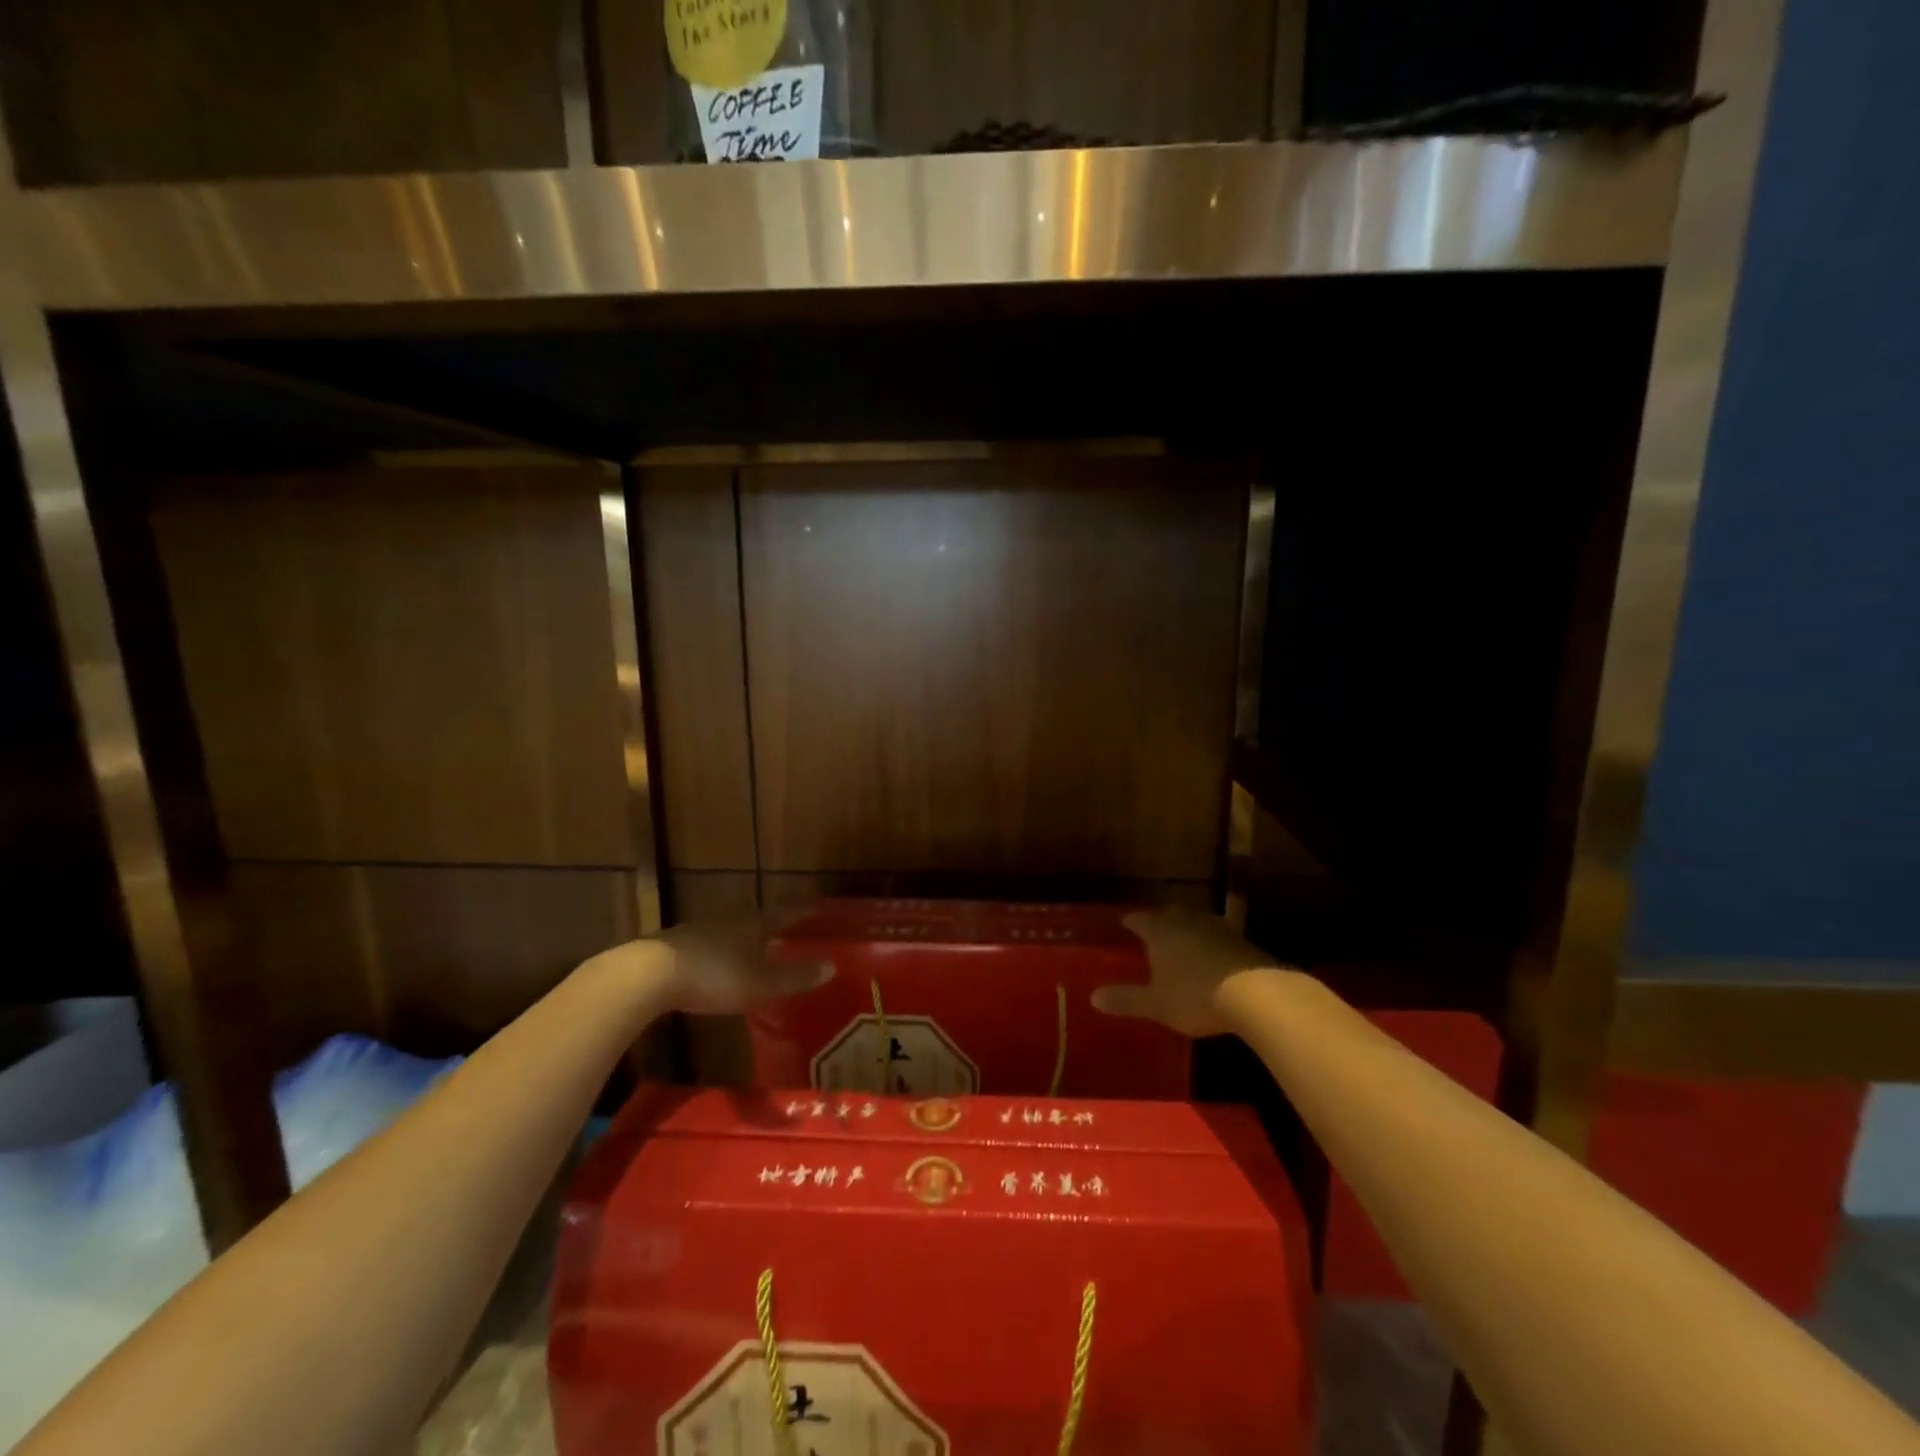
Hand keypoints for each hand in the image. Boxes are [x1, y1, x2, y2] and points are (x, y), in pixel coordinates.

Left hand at [589, 915, 832, 1016]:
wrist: (649, 974)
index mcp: (753, 923)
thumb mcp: (761, 982)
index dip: (801, 914)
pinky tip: (717, 965)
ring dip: (744, 939)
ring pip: (730, 931)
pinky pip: (707, 945)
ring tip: (755, 950)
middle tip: (788, 933)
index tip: (816, 910)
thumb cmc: (716, 975)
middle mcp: (728, 920)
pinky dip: (720, 952)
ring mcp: (698, 931)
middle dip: (772, 926)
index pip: (784, 914)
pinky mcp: (674, 947)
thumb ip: (795, 976)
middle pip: (756, 919)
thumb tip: (832, 966)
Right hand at [1092, 908, 1282, 1036]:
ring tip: (1182, 939)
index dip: (1131, 922)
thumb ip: (1126, 999)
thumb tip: (1093, 997)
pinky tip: (1213, 954)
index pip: (1139, 920)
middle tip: (1153, 929)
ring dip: (1187, 928)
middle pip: (1168, 914)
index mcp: (1159, 931)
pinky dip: (1211, 942)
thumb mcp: (1156, 1004)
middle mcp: (1185, 921)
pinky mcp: (1241, 940)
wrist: (1256, 993)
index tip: (1125, 923)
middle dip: (1160, 921)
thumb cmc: (1195, 994)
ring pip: (1195, 921)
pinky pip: (1218, 936)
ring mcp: (1216, 927)